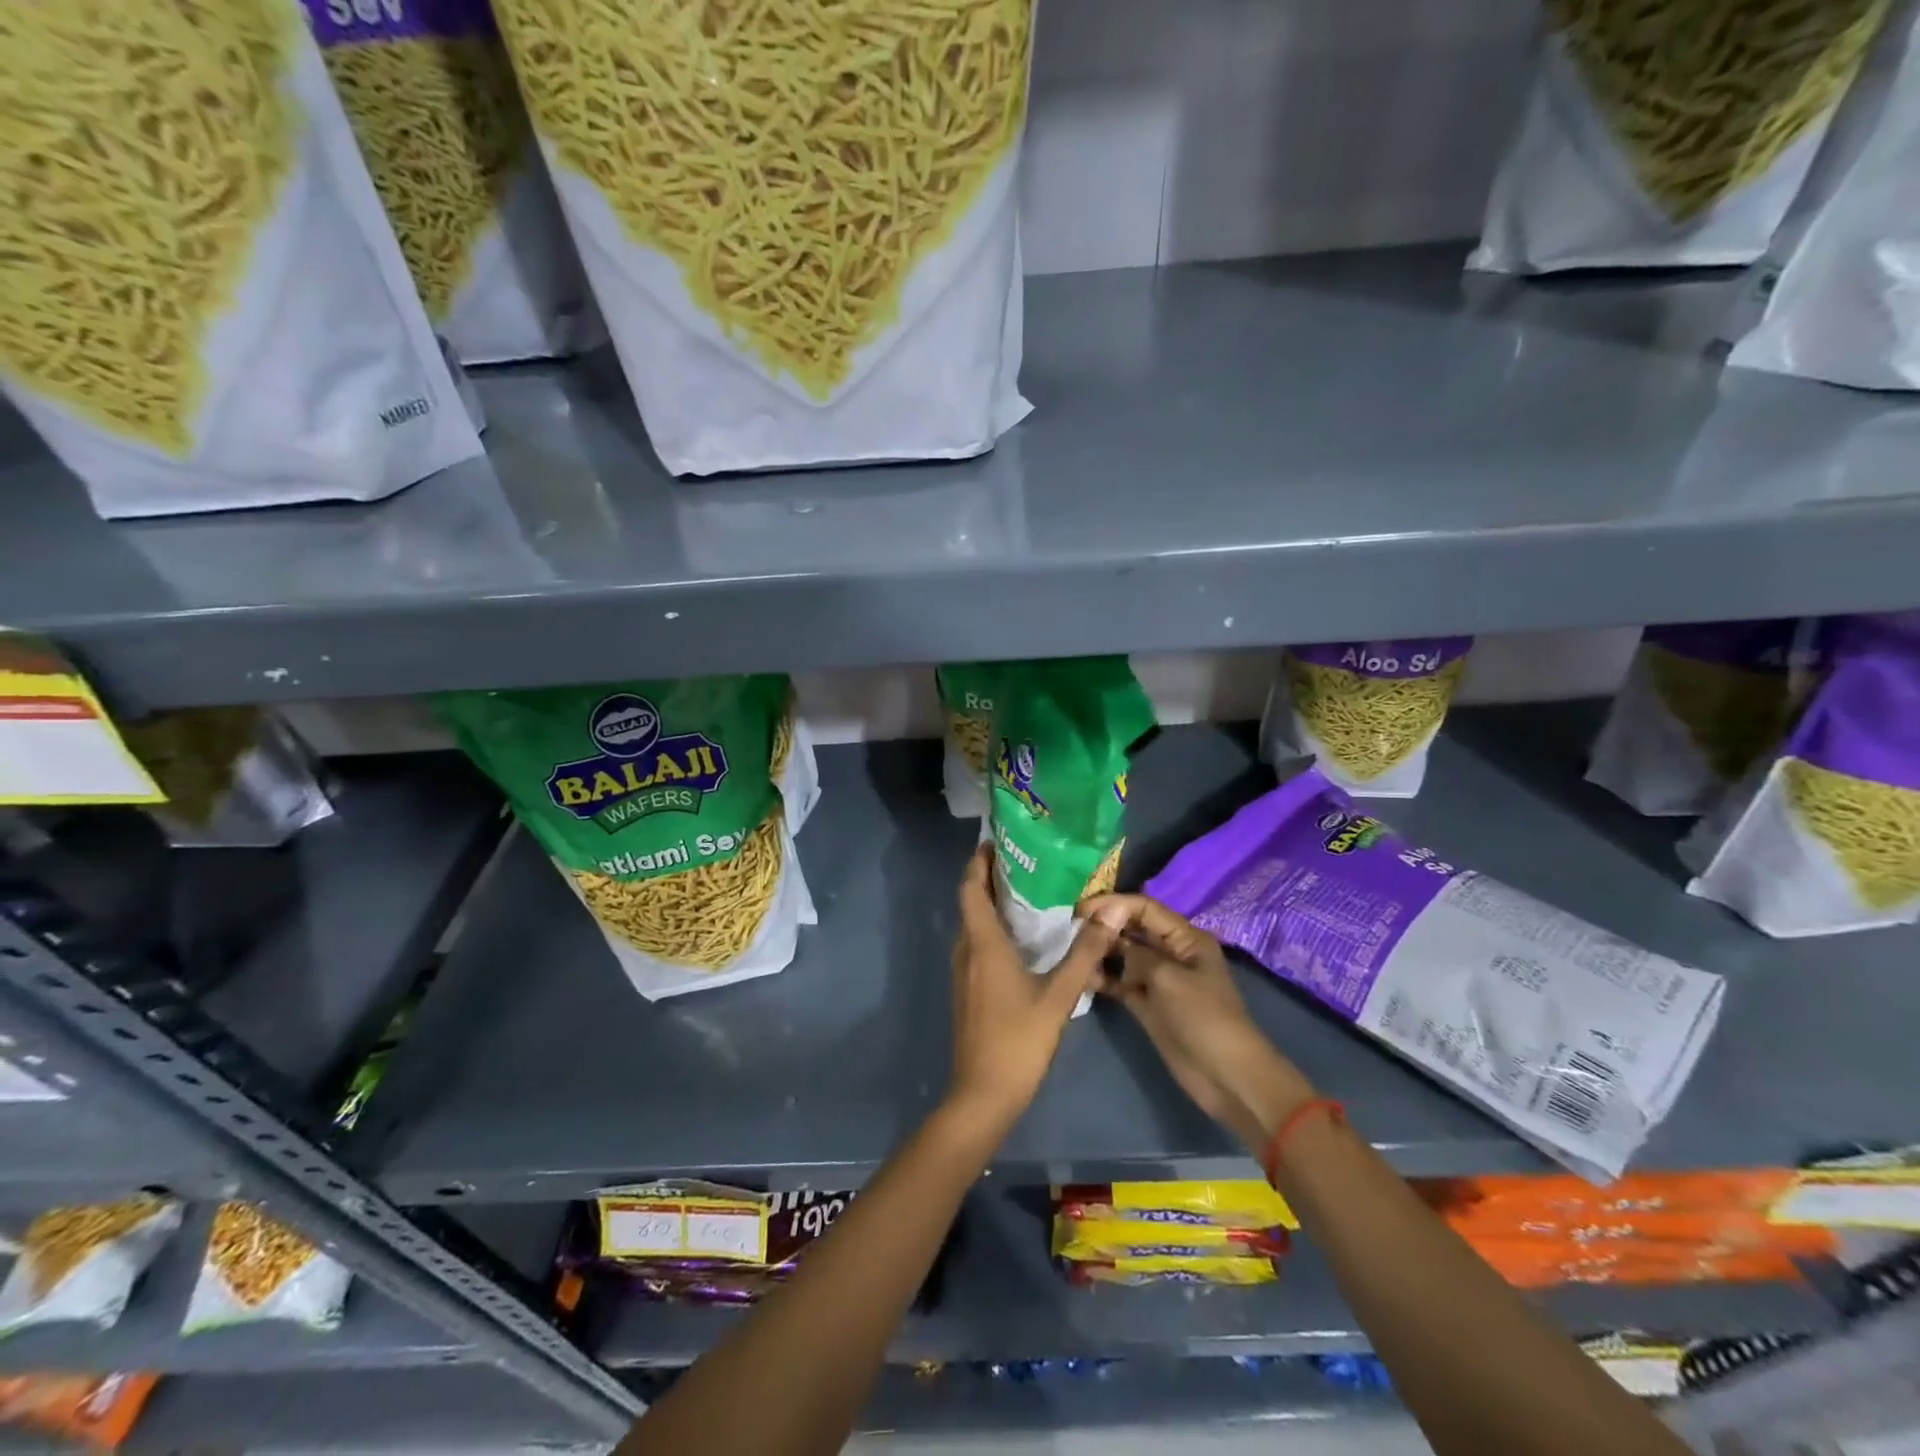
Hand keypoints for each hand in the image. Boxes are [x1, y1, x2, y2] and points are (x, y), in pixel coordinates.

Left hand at [946, 845, 1124, 1134]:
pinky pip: (976, 946)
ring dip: (990, 905)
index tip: (994, 842)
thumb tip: (1108, 915)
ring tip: (1026, 893)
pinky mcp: (966, 991)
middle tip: (1022, 862)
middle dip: (988, 879)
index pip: (970, 889)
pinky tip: (1020, 939)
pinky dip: (992, 930)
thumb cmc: (1019, 1041)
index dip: (977, 862)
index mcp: (983, 944)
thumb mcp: (1060, 997)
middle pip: (970, 903)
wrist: (983, 1095)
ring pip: (973, 926)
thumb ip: (1084, 955)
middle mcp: (966, 951)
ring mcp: (963, 973)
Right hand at [1080, 893, 1314, 1150]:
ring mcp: (1158, 979)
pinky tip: (1081, 976)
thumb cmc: (1203, 1018)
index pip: (1145, 908)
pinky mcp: (1147, 1004)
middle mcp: (1171, 952)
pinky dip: (1103, 978)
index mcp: (1185, 938)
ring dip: (1101, 952)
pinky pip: (1120, 982)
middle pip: (1132, 929)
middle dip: (1104, 926)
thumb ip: (1137, 954)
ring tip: (1071, 951)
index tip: (1082, 910)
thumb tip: (1113, 941)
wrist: (1225, 1076)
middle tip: (1070, 929)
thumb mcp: (1169, 978)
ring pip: (1123, 956)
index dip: (1114, 904)